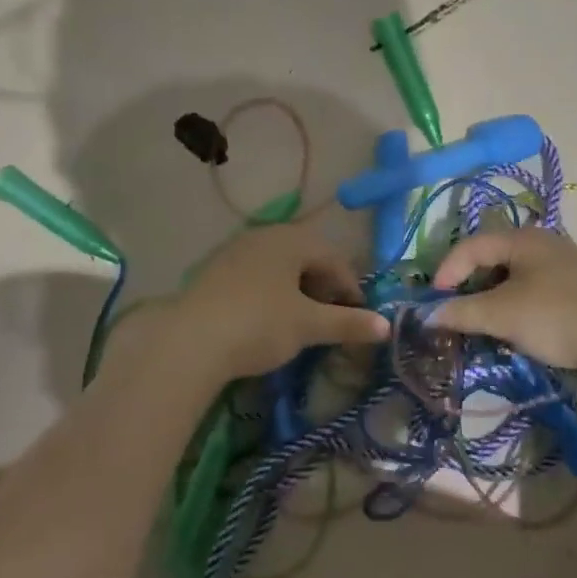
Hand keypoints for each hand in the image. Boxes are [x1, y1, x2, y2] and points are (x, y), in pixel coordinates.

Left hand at [169, 223, 387, 380]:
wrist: (189, 341)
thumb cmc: (259, 324)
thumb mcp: (309, 325)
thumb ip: (349, 323)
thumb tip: (386, 327)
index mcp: (291, 239)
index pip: (333, 258)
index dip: (350, 288)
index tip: (358, 318)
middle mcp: (263, 236)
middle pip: (306, 257)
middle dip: (323, 286)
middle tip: (331, 318)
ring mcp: (234, 251)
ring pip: (279, 266)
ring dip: (297, 290)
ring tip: (301, 321)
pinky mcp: (213, 271)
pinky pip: (255, 275)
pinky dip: (271, 293)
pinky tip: (267, 319)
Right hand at [428, 227, 576, 370]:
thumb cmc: (553, 317)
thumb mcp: (500, 315)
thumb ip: (460, 313)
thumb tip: (426, 316)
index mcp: (523, 238)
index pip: (471, 246)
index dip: (448, 271)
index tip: (436, 301)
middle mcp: (540, 243)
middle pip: (489, 257)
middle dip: (467, 284)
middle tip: (454, 309)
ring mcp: (558, 264)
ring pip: (508, 274)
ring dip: (487, 296)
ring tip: (478, 320)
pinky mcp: (569, 287)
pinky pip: (526, 287)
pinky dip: (508, 302)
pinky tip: (507, 324)